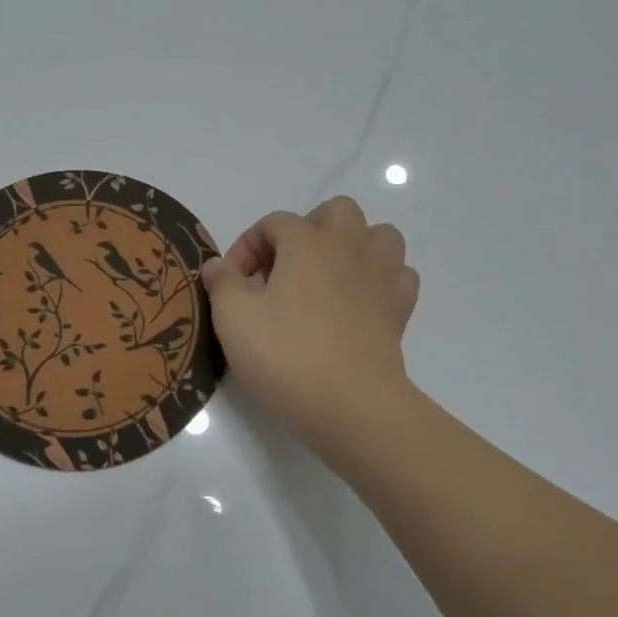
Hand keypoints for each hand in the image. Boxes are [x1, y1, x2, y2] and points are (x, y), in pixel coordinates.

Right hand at [202, 196, 419, 461]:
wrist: (351, 405)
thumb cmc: (286, 355)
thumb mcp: (233, 318)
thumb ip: (222, 283)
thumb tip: (217, 264)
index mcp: (307, 242)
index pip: (273, 222)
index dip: (246, 247)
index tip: (232, 284)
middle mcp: (349, 247)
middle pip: (336, 211)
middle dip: (307, 230)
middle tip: (284, 269)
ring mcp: (382, 276)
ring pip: (378, 235)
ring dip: (352, 247)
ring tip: (327, 277)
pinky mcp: (400, 309)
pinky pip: (397, 275)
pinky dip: (379, 280)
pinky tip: (359, 302)